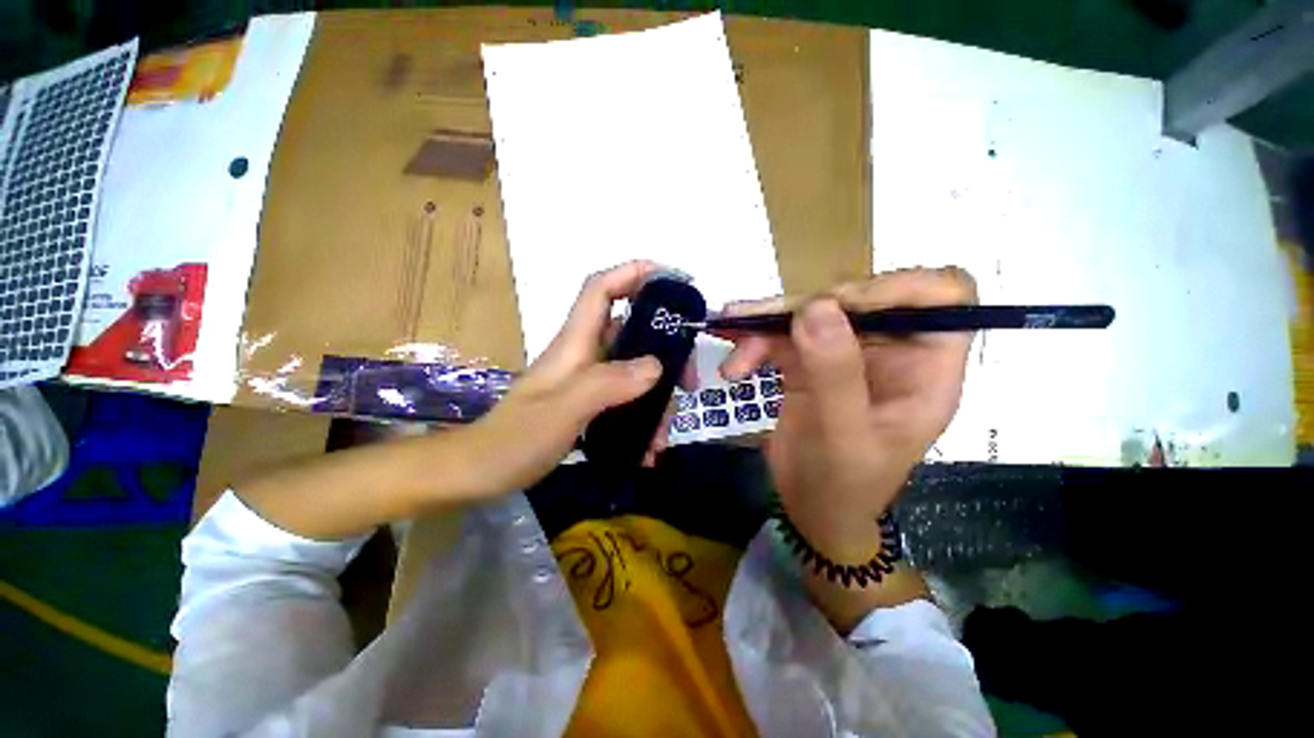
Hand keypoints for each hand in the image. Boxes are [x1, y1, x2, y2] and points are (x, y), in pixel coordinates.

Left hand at [459, 261, 676, 497]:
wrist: (482, 472)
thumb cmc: (516, 438)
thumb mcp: (565, 409)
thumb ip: (608, 383)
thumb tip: (656, 366)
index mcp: (575, 342)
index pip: (601, 289)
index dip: (633, 273)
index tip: (671, 280)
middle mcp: (584, 354)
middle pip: (632, 332)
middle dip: (665, 352)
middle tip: (689, 382)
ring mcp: (588, 380)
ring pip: (635, 371)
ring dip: (656, 399)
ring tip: (662, 437)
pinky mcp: (589, 402)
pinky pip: (627, 399)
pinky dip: (643, 419)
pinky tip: (647, 450)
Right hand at [718, 267, 976, 560]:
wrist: (810, 510)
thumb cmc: (842, 486)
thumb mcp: (842, 436)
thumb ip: (834, 373)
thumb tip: (817, 306)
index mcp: (926, 368)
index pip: (941, 296)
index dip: (894, 287)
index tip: (837, 305)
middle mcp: (891, 352)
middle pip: (859, 297)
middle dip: (805, 306)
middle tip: (760, 322)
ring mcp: (847, 354)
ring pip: (812, 313)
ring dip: (767, 323)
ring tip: (731, 333)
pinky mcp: (810, 361)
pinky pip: (783, 335)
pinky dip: (754, 340)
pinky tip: (733, 360)